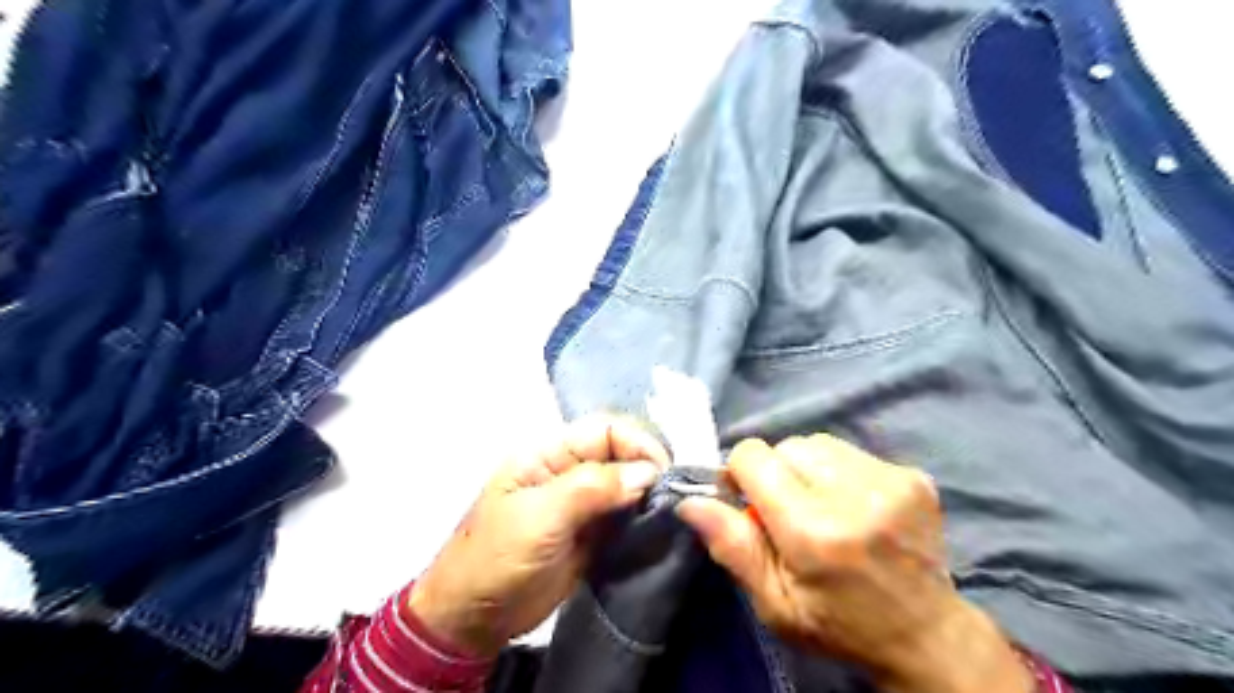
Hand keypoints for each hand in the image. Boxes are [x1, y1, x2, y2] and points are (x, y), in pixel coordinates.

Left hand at [409, 414, 671, 656]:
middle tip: (671, 498)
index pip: (605, 430)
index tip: (662, 473)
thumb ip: (592, 488)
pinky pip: (625, 517)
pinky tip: (658, 530)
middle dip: (648, 470)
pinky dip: (643, 520)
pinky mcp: (592, 534)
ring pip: (627, 486)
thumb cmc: (496, 557)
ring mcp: (582, 504)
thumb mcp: (539, 517)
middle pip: (621, 455)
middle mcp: (570, 472)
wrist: (474, 619)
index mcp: (550, 454)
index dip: (637, 443)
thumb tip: (647, 473)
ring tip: (670, 515)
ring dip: (650, 497)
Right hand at [674, 435, 1032, 689]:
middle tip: (790, 512)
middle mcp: (854, 495)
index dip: (742, 475)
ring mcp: (890, 481)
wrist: (927, 634)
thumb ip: (732, 547)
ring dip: (808, 468)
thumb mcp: (774, 603)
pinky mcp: (913, 476)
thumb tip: (690, 501)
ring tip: (823, 505)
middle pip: (787, 445)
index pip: (754, 456)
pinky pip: (851, 451)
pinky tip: (853, 504)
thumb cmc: (838, 624)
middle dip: (777, 472)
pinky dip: (839, 471)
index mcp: (814, 532)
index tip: (751, 504)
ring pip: (818, 443)